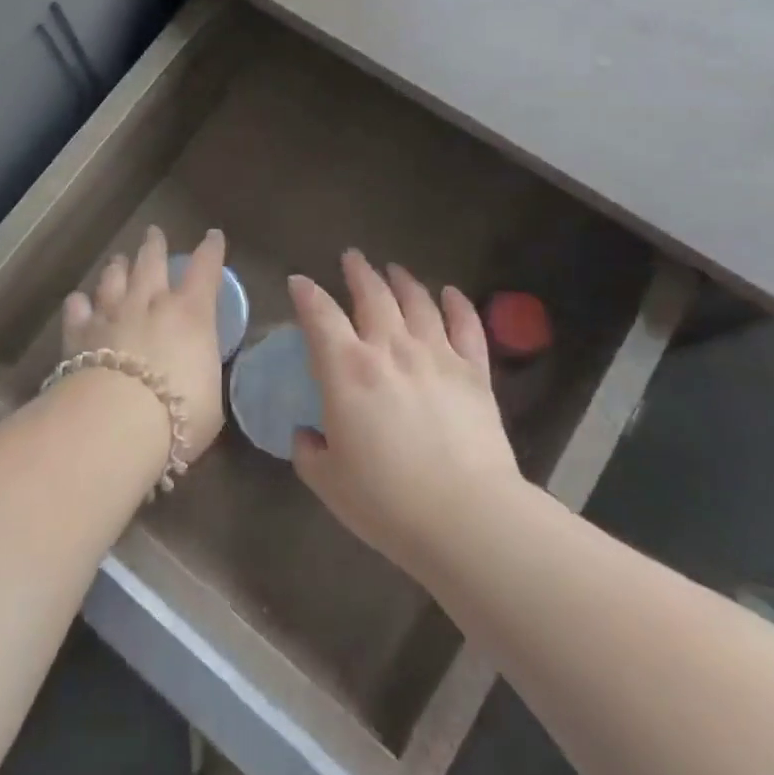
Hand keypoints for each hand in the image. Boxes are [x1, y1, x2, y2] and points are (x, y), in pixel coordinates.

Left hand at [62, 226, 228, 457]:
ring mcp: (111, 314)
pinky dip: (79, 303)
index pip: (206, 270)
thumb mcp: (210, 398)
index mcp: (190, 314)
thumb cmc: (178, 414)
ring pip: (113, 279)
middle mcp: (150, 303)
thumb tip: (196, 370)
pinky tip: (78, 302)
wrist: (114, 424)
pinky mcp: (78, 334)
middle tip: (153, 232)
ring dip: (118, 267)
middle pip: (151, 262)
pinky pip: (77, 309)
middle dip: (154, 245)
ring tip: (118, 260)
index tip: (213, 236)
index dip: (211, 251)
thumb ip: (201, 373)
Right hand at [289, 252, 522, 571]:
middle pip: (372, 294)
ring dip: (403, 280)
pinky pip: (466, 326)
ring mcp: (436, 355)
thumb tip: (306, 435)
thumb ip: (310, 452)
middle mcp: (390, 348)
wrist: (466, 517)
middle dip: (358, 271)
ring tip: (395, 269)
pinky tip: (451, 293)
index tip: (299, 282)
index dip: (306, 293)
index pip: (320, 315)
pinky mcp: (474, 372)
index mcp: (347, 369)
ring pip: (418, 301)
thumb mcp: (329, 482)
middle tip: (352, 257)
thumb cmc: (387, 502)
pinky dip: (458, 305)